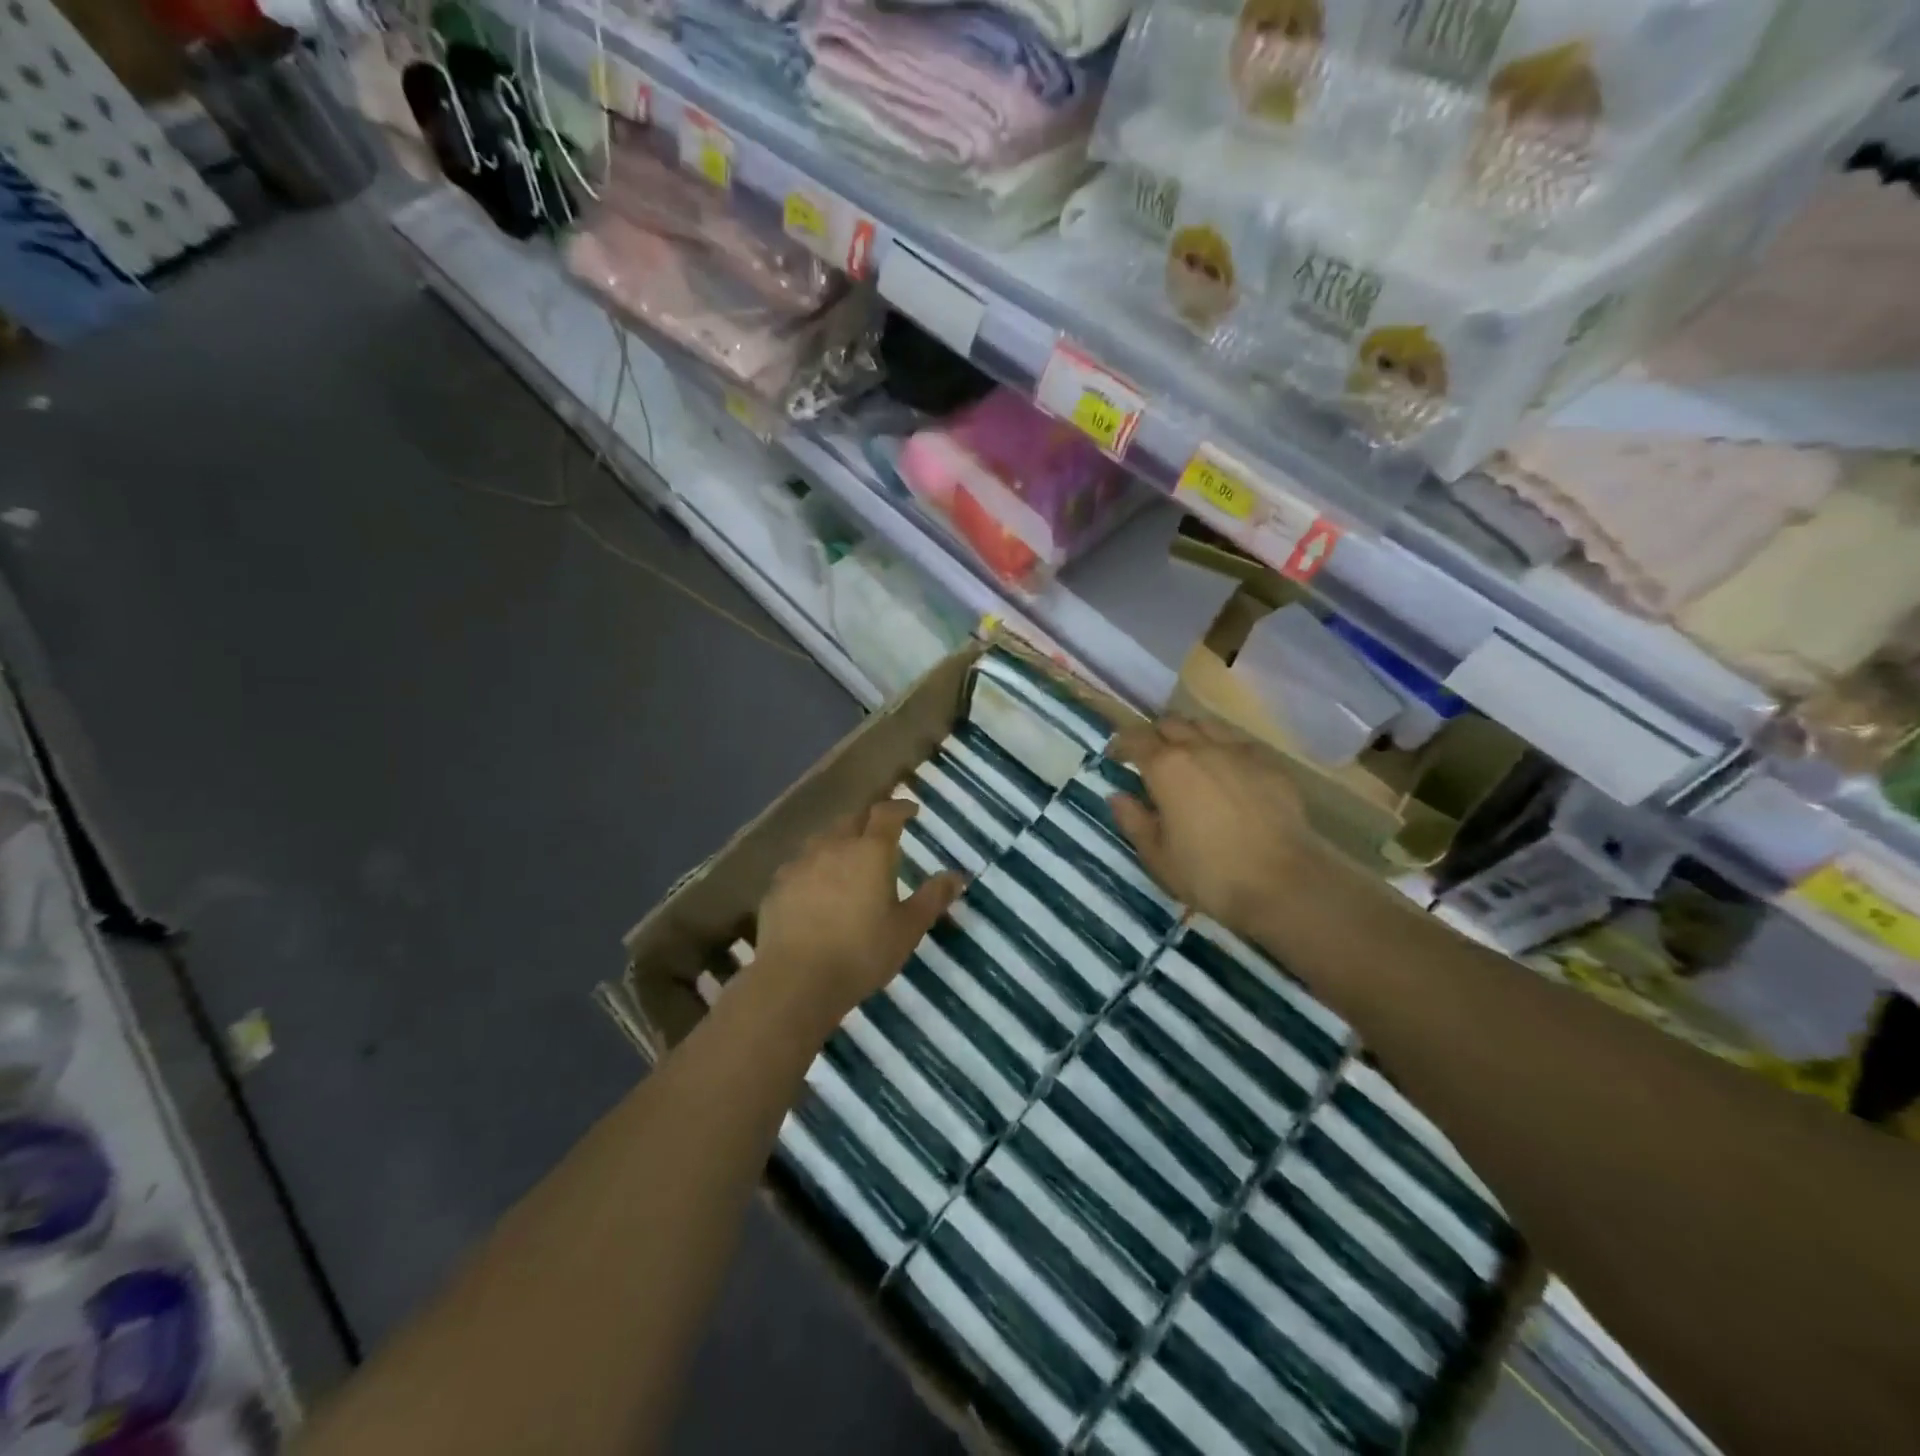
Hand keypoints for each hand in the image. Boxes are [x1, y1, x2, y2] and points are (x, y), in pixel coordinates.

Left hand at [752, 798, 962, 1029]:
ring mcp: (800, 864)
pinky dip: (813, 867)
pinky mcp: (777, 886)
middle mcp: (834, 846)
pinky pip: (800, 865)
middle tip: (880, 833)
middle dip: (868, 821)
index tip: (911, 811)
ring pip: (822, 839)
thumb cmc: (861, 952)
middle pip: (851, 819)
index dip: (900, 808)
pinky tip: (815, 887)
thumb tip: (956, 875)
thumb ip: (932, 898)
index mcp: (870, 851)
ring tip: (848, 857)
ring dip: (838, 841)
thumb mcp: (907, 929)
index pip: (886, 814)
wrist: (795, 979)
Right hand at [1109, 717, 1312, 938]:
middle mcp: (1201, 747)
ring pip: (1206, 725)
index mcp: (1166, 767)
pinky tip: (1227, 772)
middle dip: (1155, 736)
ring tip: (1189, 759)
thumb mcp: (1157, 857)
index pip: (1135, 738)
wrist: (1284, 883)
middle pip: (1170, 723)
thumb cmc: (1210, 874)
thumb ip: (1133, 821)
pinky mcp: (1270, 763)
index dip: (1121, 744)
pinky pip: (1238, 742)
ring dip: (1190, 736)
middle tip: (1151, 760)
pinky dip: (1223, 748)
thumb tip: (1118, 796)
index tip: (1115, 757)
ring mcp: (1239, 751)